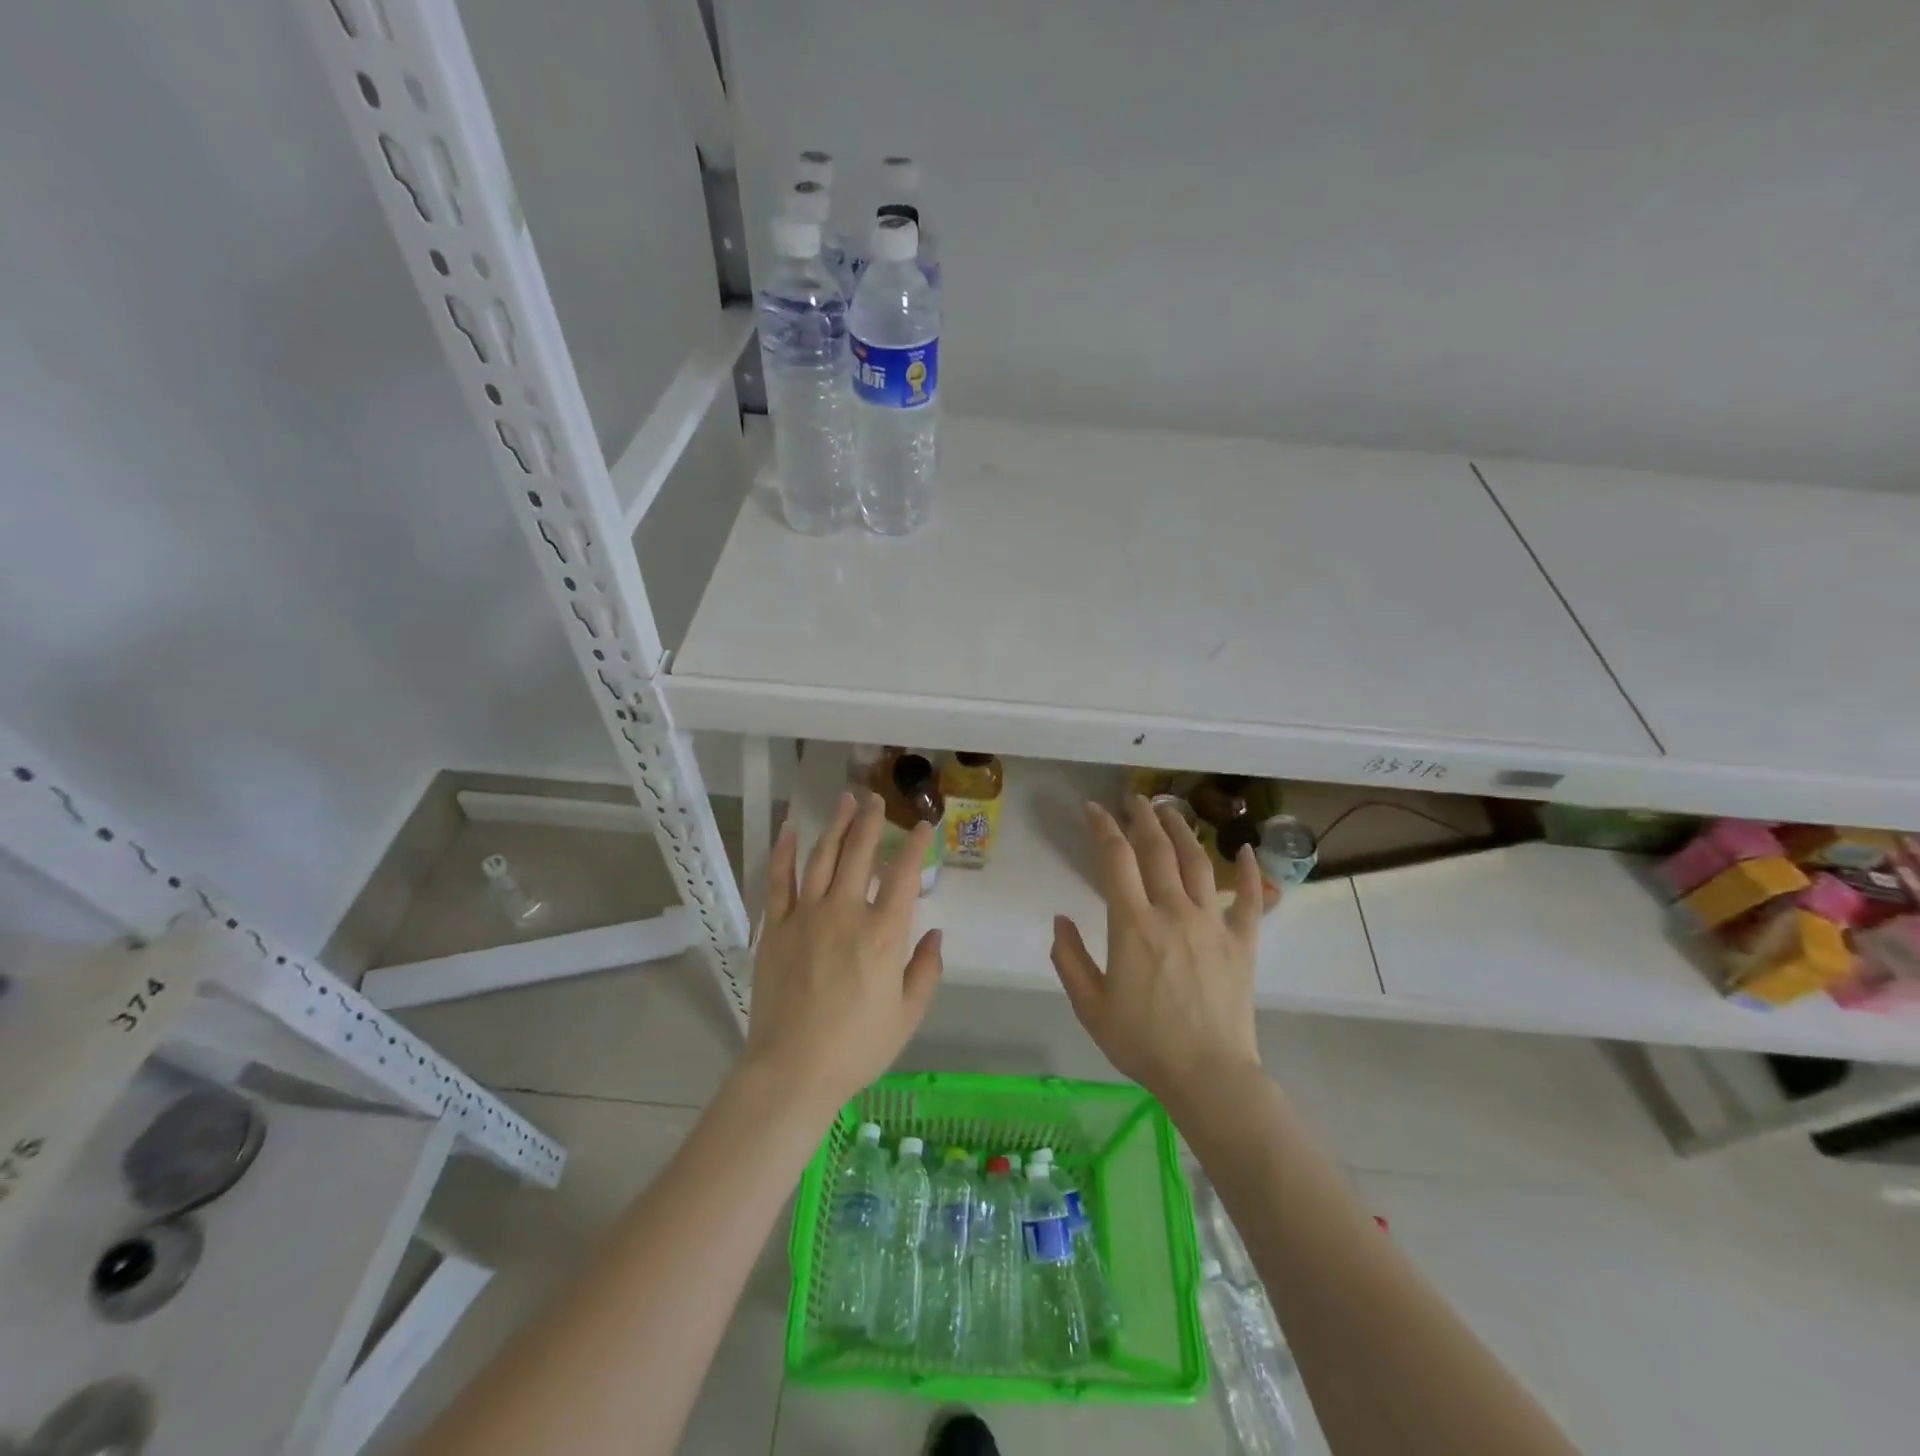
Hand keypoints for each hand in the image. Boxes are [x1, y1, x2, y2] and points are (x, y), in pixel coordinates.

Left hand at [740, 792, 943, 1115]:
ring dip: (836, 825)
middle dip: (870, 821)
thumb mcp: (908, 1015)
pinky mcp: (775, 927)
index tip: (921, 825)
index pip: (903, 874)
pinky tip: (791, 830)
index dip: (914, 845)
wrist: (792, 1070)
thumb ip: (927, 970)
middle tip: (875, 799)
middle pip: (859, 853)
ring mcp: (806, 916)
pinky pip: (779, 880)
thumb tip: (936, 934)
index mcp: (884, 933)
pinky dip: (785, 852)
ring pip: (822, 857)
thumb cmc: (857, 1047)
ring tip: (845, 801)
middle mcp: (846, 912)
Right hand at [1050, 797, 1263, 1104]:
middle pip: (1158, 850)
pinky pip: (1249, 900)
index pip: (1115, 859)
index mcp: (1133, 924)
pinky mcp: (1242, 943)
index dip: (1103, 828)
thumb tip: (1061, 920)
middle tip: (1135, 798)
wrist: (1208, 1076)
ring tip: (1172, 810)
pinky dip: (1248, 872)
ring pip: (1198, 863)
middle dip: (1143, 818)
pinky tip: (1245, 850)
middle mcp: (1173, 912)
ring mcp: (1212, 924)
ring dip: (1183, 831)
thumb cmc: (1143, 1042)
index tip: (1093, 810)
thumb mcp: (1090, 1006)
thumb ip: (1069, 958)